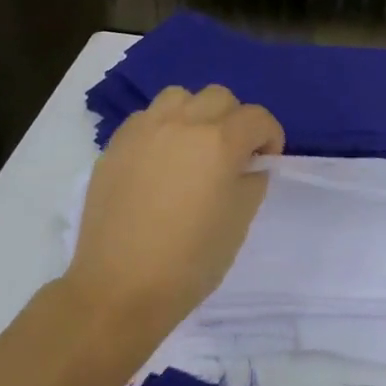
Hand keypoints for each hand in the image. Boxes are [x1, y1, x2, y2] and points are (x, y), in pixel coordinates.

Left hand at [64, 85, 284, 339]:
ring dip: (196, 114)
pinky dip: (162, 127)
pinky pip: (146, 117)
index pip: (257, 117)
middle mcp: (182, 124)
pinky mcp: (115, 145)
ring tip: (193, 147)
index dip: (270, 137)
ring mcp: (144, 130)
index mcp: (219, 142)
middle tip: (232, 154)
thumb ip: (251, 181)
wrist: (120, 288)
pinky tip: (160, 160)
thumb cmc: (190, 261)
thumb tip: (248, 165)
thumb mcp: (239, 221)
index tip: (265, 161)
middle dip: (235, 120)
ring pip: (179, 97)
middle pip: (220, 97)